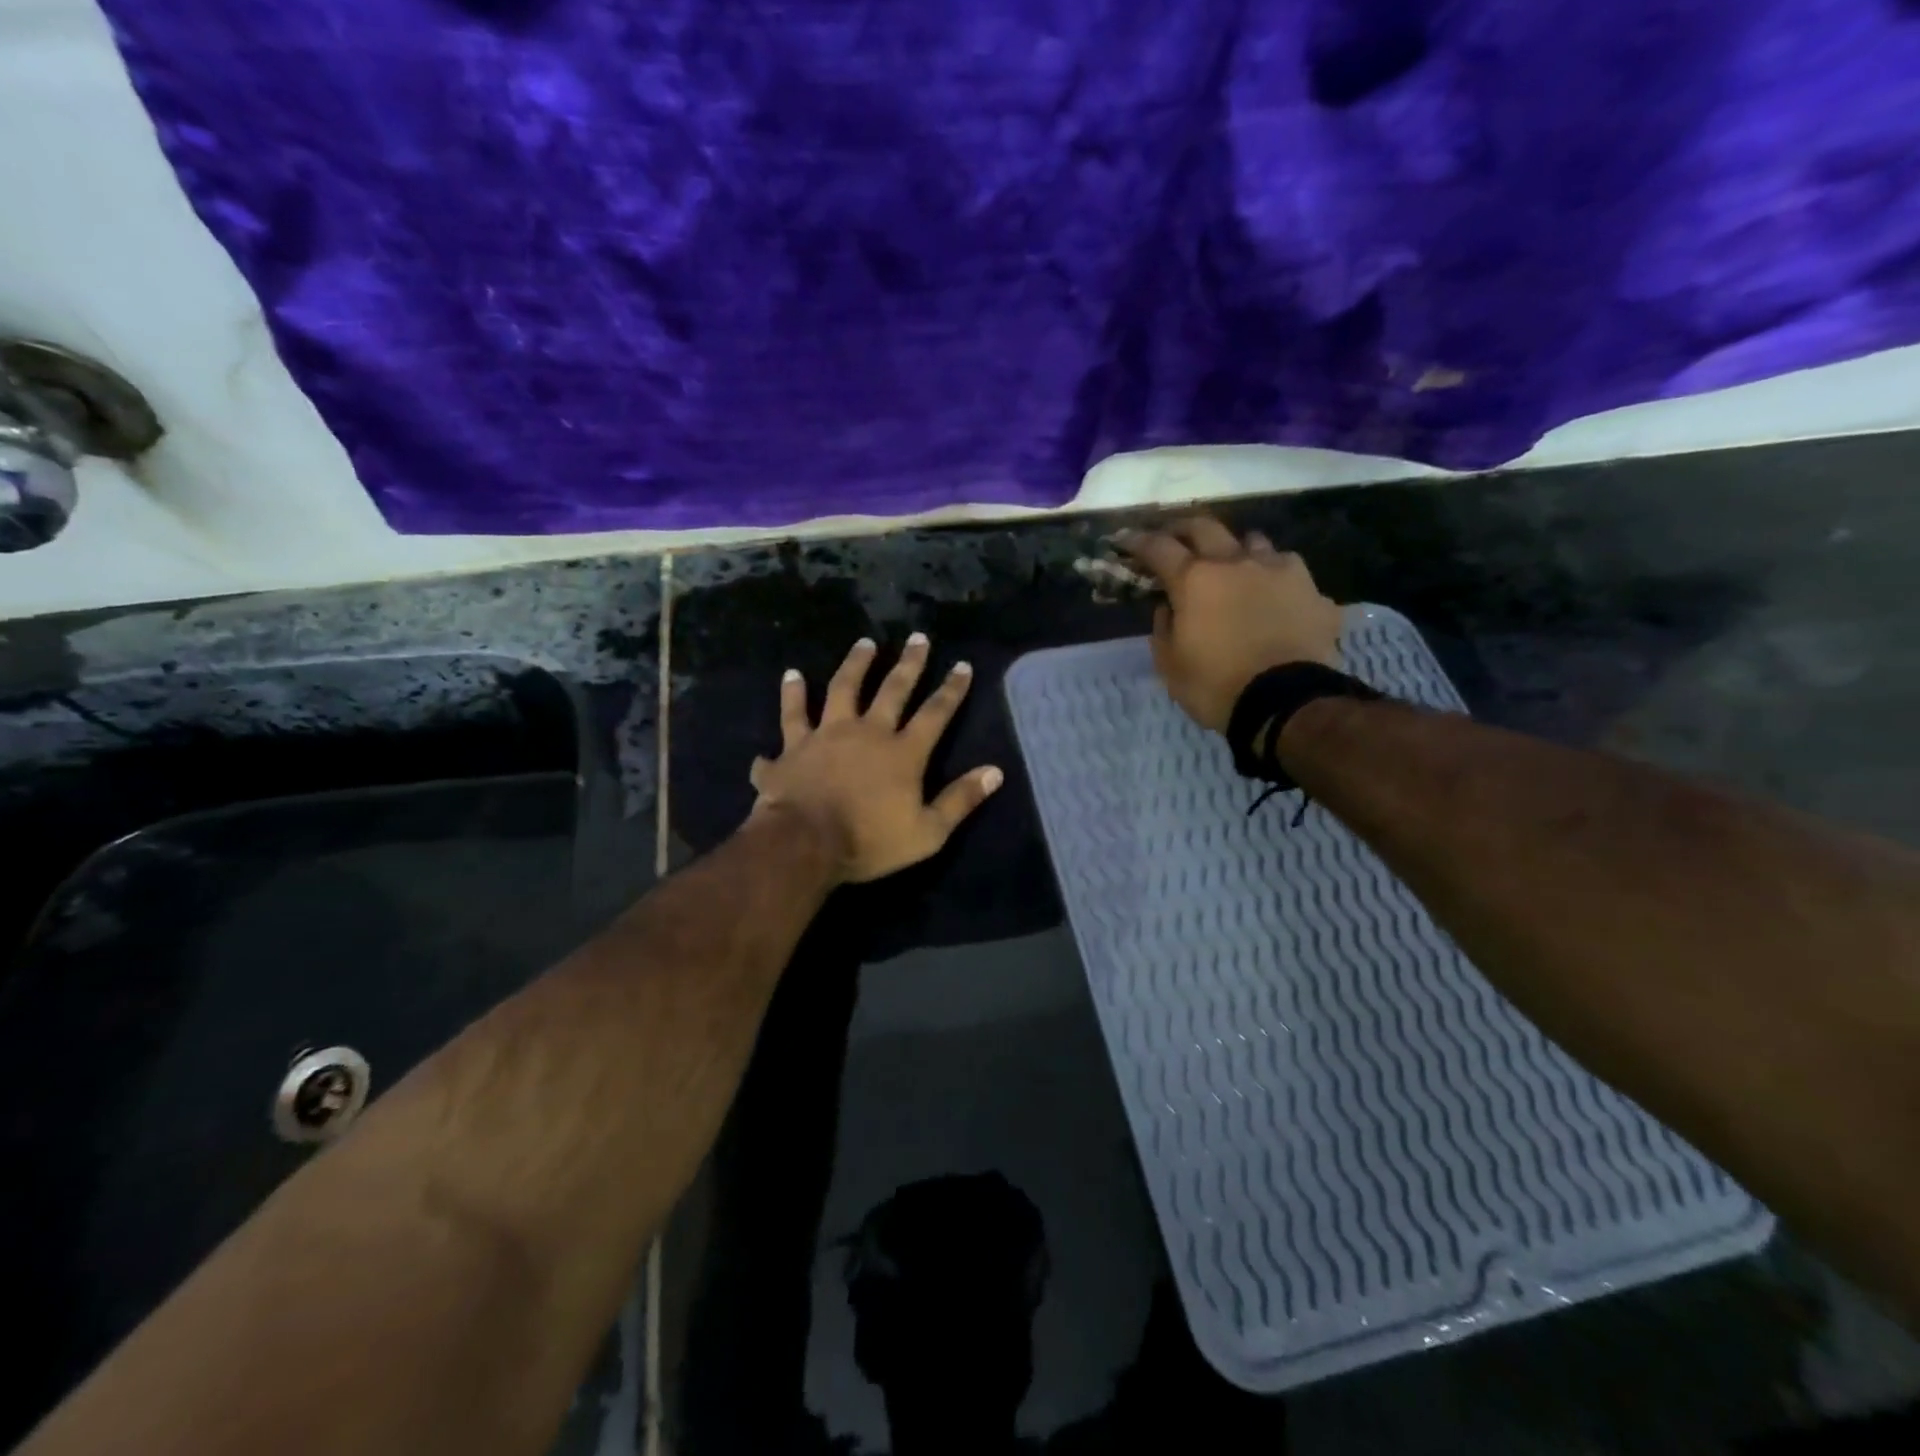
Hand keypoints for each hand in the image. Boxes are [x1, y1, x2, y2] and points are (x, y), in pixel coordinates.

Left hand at [749, 634, 1003, 884]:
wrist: (804, 844)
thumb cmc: (869, 842)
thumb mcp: (928, 832)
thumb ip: (960, 800)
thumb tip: (995, 772)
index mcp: (902, 753)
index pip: (935, 714)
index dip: (951, 690)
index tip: (962, 665)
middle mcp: (867, 732)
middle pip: (892, 690)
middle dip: (909, 664)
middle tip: (918, 638)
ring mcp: (826, 735)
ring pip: (842, 689)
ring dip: (855, 664)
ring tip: (864, 643)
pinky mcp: (793, 746)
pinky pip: (791, 715)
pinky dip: (791, 695)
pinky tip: (791, 676)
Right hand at [1118, 517, 1342, 732]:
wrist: (1287, 704)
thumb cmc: (1216, 686)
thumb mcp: (1170, 666)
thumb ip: (1163, 629)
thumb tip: (1168, 608)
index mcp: (1195, 580)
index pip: (1158, 548)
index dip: (1138, 541)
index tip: (1126, 541)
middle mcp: (1236, 563)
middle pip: (1206, 527)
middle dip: (1184, 529)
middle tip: (1174, 539)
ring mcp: (1280, 571)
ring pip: (1254, 542)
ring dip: (1236, 550)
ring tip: (1233, 566)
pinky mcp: (1313, 591)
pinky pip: (1290, 572)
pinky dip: (1276, 578)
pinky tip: (1276, 596)